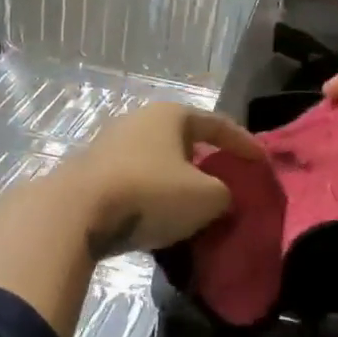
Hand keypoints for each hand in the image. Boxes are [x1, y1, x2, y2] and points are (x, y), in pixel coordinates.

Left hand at [58, 103, 262, 256]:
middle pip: (185, 142)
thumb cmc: (150, 193)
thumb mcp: (206, 198)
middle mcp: (139, 121)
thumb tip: (221, 198)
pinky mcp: (92, 174)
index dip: (244, 144)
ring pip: (158, 164)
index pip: (218, 124)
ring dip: (178, 185)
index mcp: (171, 115)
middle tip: (227, 186)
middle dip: (207, 164)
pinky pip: (136, 184)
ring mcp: (111, 146)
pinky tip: (160, 221)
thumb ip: (226, 194)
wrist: (75, 213)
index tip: (262, 163)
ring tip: (195, 209)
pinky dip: (153, 199)